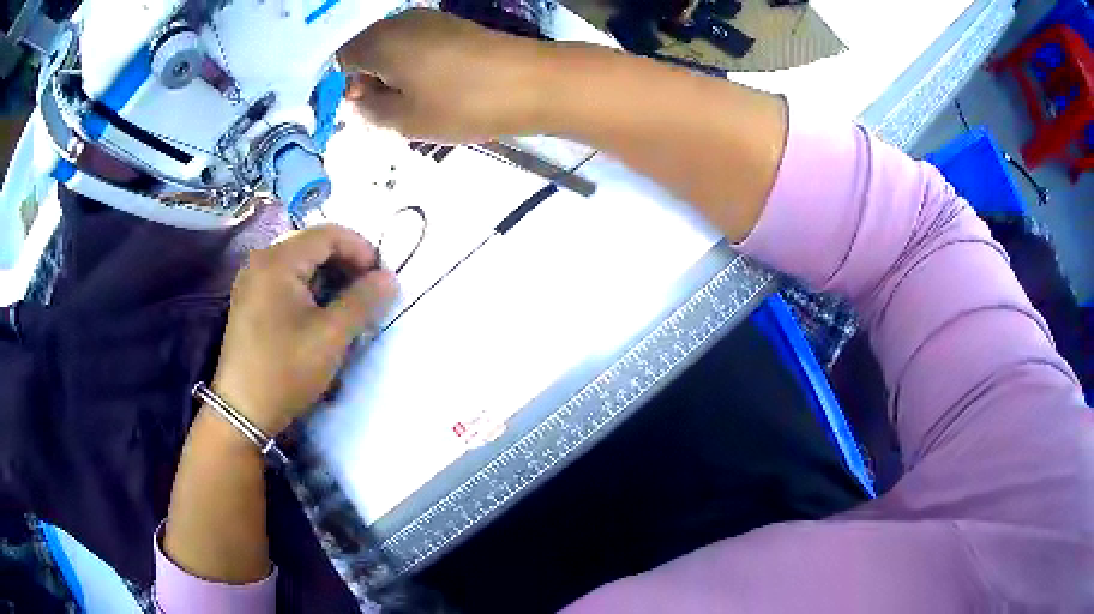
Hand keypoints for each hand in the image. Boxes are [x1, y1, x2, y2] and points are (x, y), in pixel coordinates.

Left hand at [211, 225, 397, 435]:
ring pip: (300, 263)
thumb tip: (389, 278)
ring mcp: (252, 280)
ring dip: (329, 277)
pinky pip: (286, 280)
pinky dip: (310, 289)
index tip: (381, 277)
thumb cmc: (286, 369)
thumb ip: (363, 301)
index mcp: (278, 261)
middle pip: (312, 245)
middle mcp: (261, 260)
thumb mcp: (331, 336)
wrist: (243, 411)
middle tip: (368, 291)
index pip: (328, 234)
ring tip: (348, 304)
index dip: (361, 249)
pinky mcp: (249, 300)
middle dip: (346, 263)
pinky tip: (321, 313)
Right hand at [339, 9, 553, 142]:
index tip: (362, 105)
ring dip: (393, 71)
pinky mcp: (454, 25)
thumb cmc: (462, 104)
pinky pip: (418, 42)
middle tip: (387, 107)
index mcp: (380, 41)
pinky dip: (415, 63)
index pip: (342, 56)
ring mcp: (430, 19)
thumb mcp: (405, 120)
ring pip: (394, 45)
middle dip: (368, 76)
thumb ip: (370, 109)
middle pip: (367, 46)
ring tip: (414, 99)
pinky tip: (433, 84)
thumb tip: (360, 97)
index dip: (344, 82)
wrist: (532, 83)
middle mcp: (400, 22)